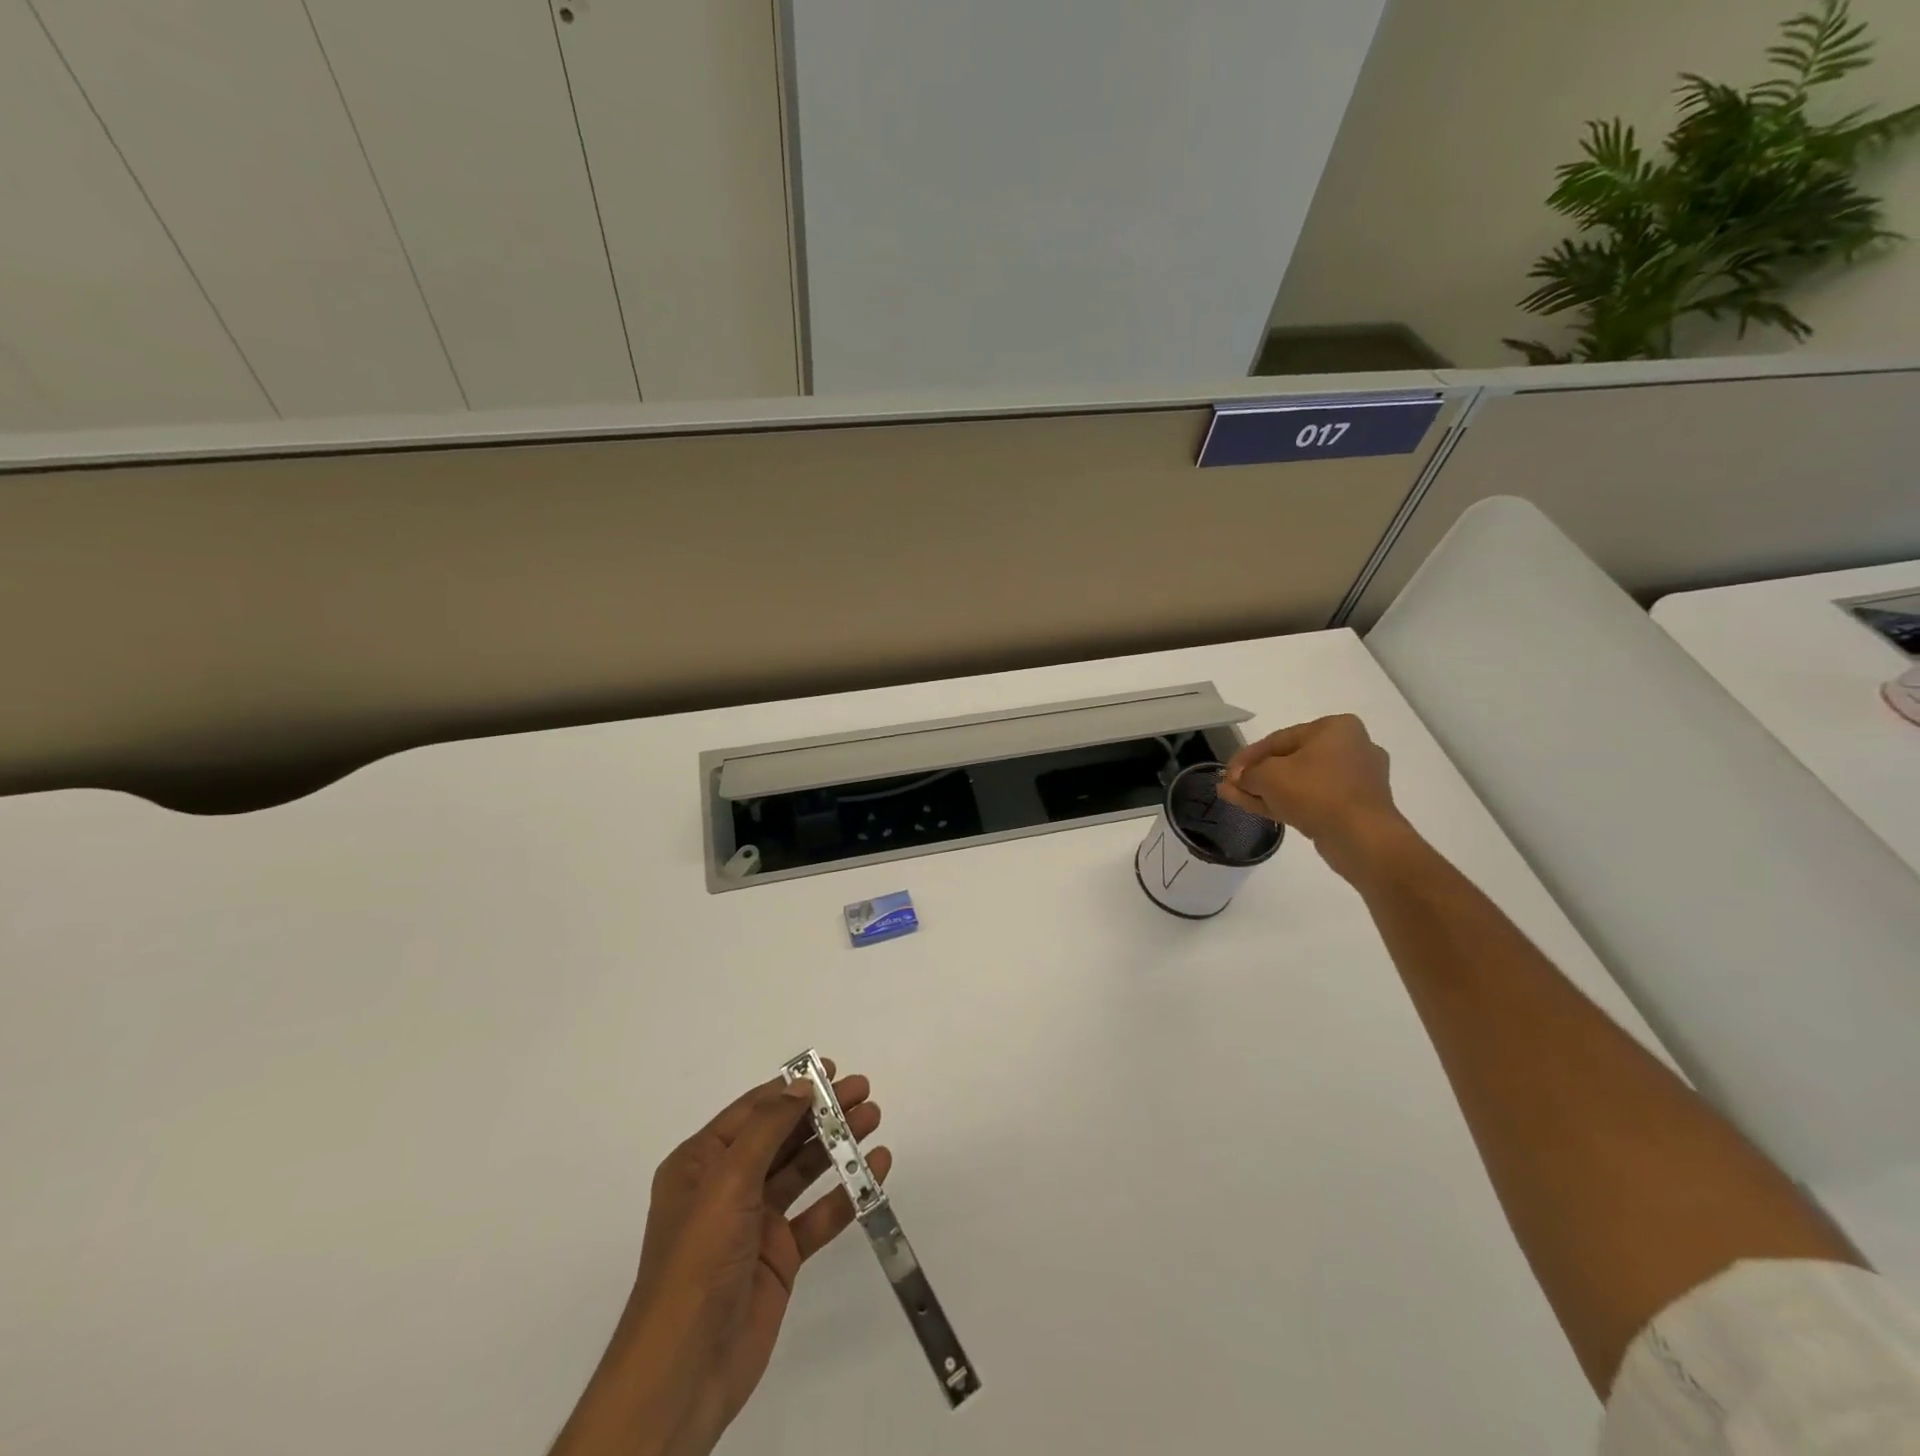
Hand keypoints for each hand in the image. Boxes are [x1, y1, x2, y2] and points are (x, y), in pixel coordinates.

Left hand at [551, 1064, 888, 1455]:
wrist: (685, 1369)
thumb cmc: (698, 1260)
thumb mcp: (727, 1181)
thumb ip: (767, 1129)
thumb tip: (800, 1086)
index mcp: (701, 1163)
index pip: (753, 1111)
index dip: (791, 1088)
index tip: (830, 1069)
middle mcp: (727, 1186)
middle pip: (782, 1136)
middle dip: (821, 1113)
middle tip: (863, 1092)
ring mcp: (755, 1222)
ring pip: (803, 1170)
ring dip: (837, 1145)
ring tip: (873, 1120)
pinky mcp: (780, 1256)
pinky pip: (817, 1215)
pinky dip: (846, 1192)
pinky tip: (875, 1171)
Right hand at [1217, 715, 1408, 878]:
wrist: (1362, 837)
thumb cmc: (1315, 791)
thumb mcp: (1268, 775)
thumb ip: (1248, 773)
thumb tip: (1237, 779)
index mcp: (1336, 728)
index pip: (1279, 739)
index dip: (1247, 756)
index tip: (1226, 772)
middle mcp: (1351, 747)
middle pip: (1290, 760)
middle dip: (1256, 775)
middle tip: (1230, 786)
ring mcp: (1356, 779)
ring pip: (1300, 782)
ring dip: (1266, 790)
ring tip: (1235, 798)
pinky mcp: (1356, 806)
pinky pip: (1313, 798)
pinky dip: (1286, 802)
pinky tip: (1258, 807)